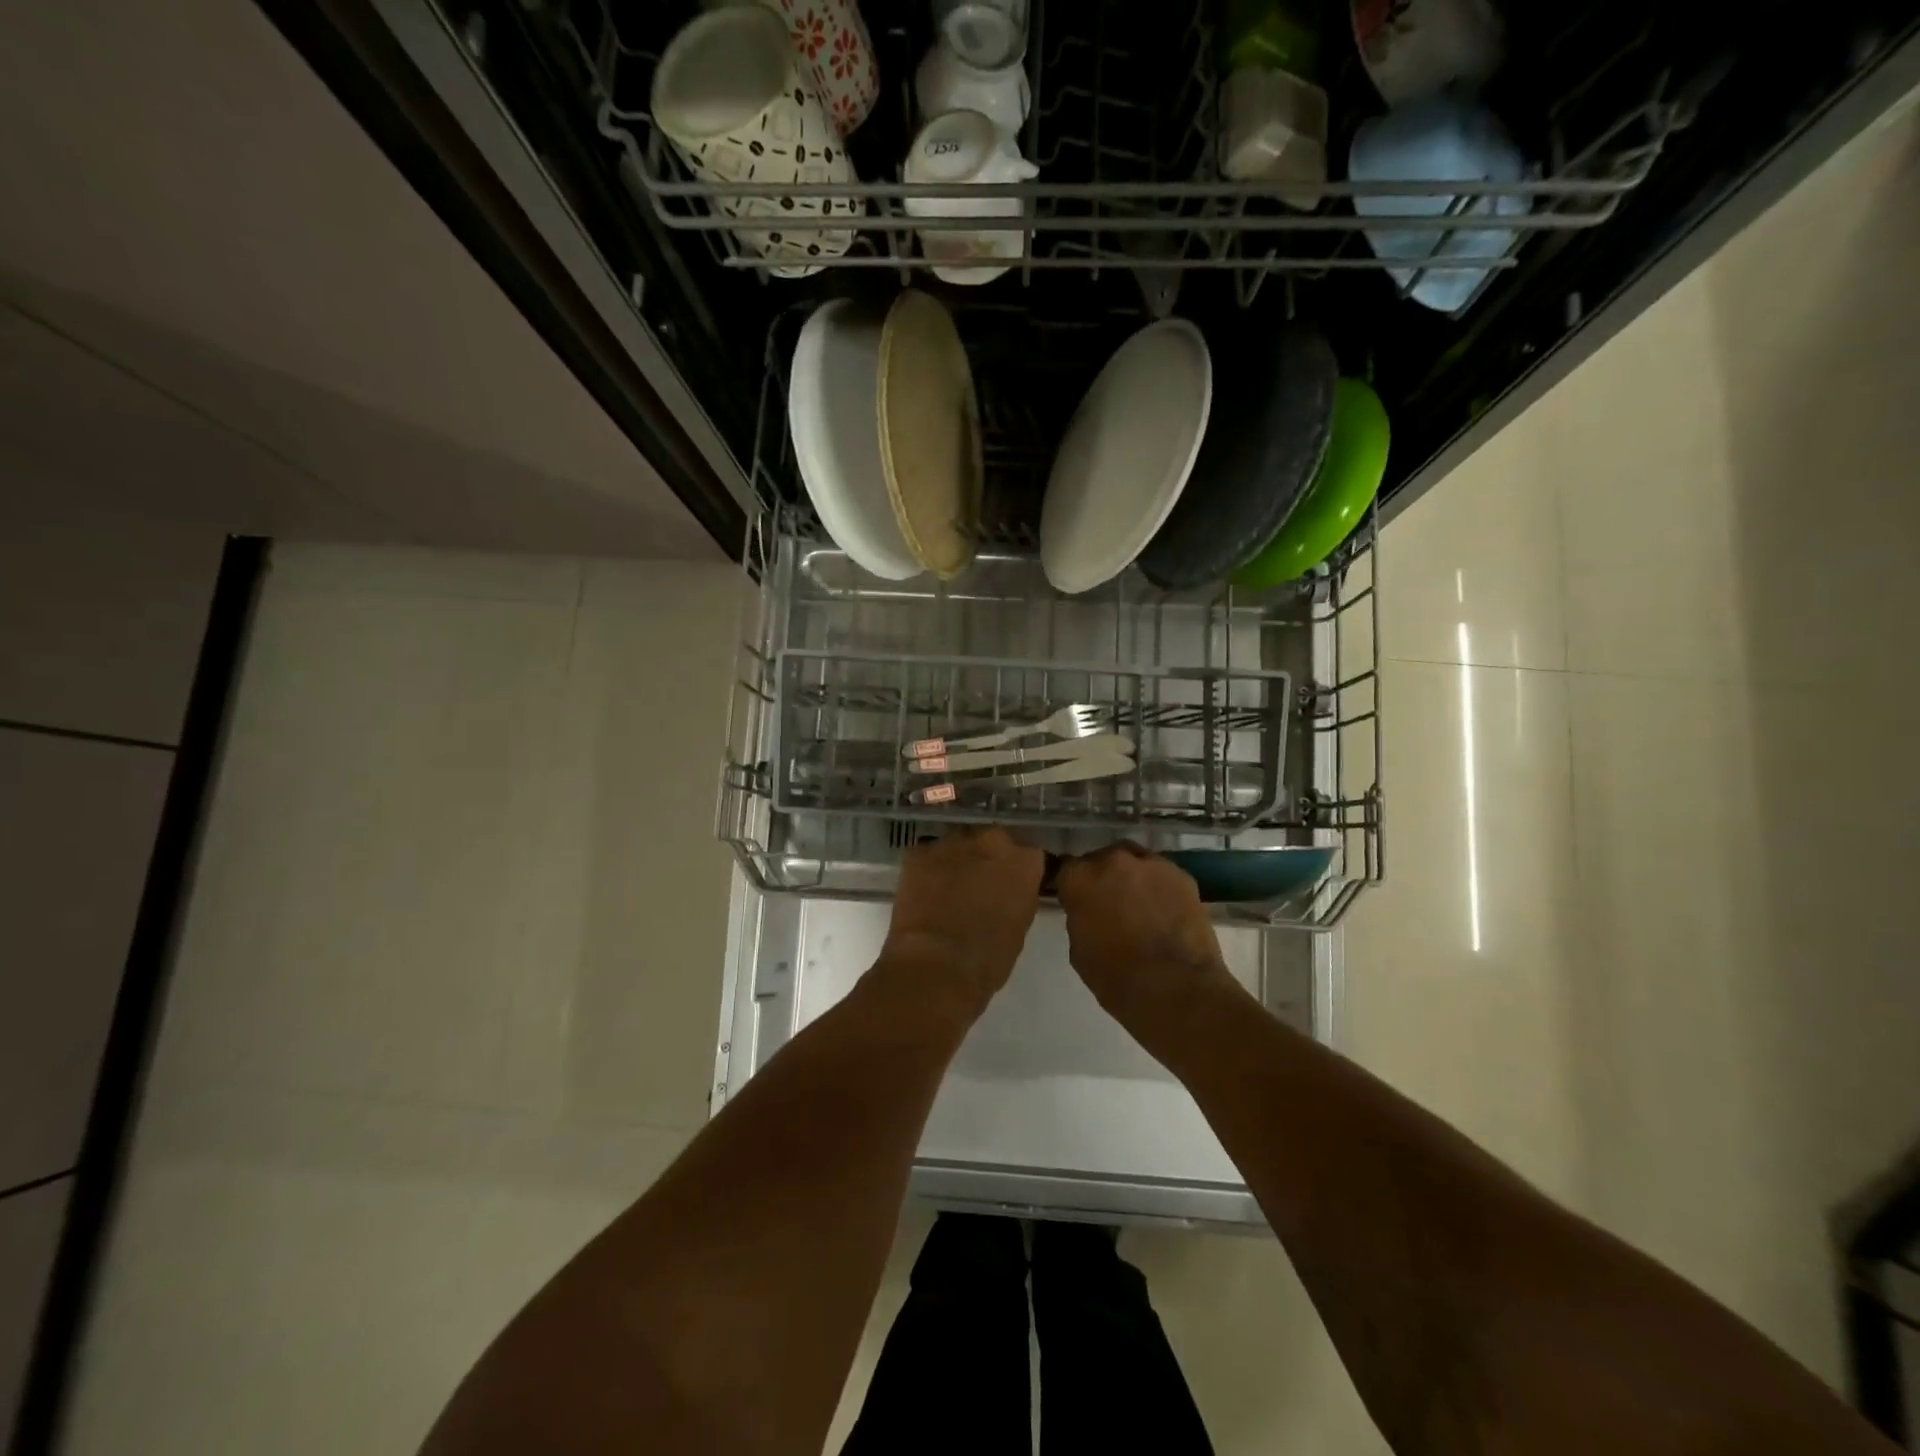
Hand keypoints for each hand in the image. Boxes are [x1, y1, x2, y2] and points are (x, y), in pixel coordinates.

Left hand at [876, 827, 1044, 1016]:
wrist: (936, 966)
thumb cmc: (988, 959)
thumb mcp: (1020, 925)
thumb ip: (1018, 895)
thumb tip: (1007, 890)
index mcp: (1024, 861)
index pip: (1028, 853)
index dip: (1018, 869)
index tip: (1011, 883)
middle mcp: (991, 841)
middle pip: (992, 840)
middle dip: (988, 857)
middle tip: (980, 884)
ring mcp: (952, 843)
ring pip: (959, 844)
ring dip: (958, 860)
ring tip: (949, 888)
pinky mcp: (918, 852)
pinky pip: (927, 855)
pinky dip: (928, 869)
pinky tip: (924, 892)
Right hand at [1055, 843, 1238, 1042]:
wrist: (1176, 989)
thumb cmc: (1117, 978)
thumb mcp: (1079, 951)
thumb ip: (1080, 919)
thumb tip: (1089, 913)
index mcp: (1079, 879)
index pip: (1067, 870)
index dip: (1072, 887)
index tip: (1077, 901)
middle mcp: (1112, 861)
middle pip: (1102, 860)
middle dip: (1103, 878)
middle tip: (1110, 904)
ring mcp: (1150, 864)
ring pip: (1135, 862)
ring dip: (1133, 878)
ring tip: (1140, 905)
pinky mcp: (1182, 875)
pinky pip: (1163, 875)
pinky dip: (1160, 888)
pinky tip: (1165, 911)